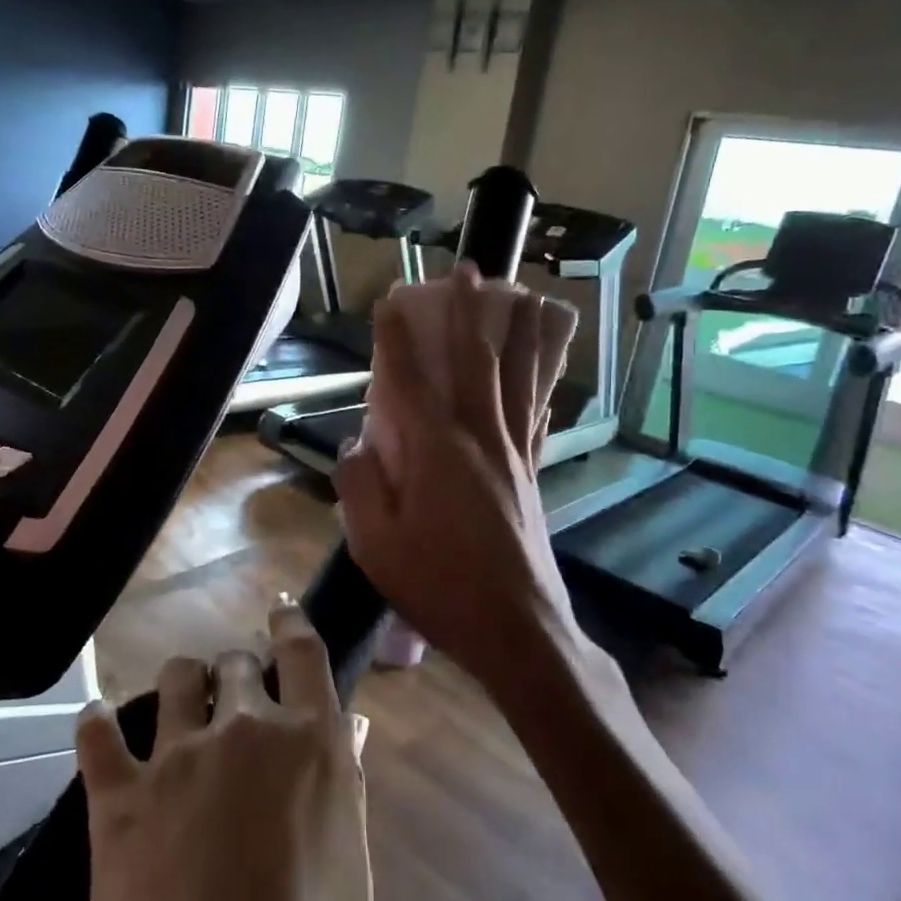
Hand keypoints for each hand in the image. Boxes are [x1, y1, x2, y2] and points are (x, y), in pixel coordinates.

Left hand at [59, 606, 371, 900]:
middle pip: (237, 662)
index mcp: (310, 743)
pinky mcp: (119, 796)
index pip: (302, 651)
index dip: (290, 621)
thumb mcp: (349, 870)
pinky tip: (96, 723)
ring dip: (182, 683)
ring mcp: (178, 758)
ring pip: (175, 678)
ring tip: (181, 706)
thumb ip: (342, 783)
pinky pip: (97, 733)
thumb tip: (350, 727)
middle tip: (234, 694)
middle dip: (237, 669)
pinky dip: (97, 723)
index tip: (279, 609)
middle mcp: (246, 729)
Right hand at [334, 266, 587, 692]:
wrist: (518, 630)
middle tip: (469, 271)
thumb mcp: (376, 546)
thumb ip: (359, 487)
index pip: (409, 379)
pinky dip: (541, 380)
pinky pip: (536, 412)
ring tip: (523, 295)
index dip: (396, 337)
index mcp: (436, 451)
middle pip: (476, 360)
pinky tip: (545, 367)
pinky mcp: (531, 473)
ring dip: (518, 332)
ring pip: (518, 377)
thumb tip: (355, 447)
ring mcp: (513, 453)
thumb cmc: (441, 587)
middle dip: (468, 312)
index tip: (389, 301)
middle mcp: (480, 438)